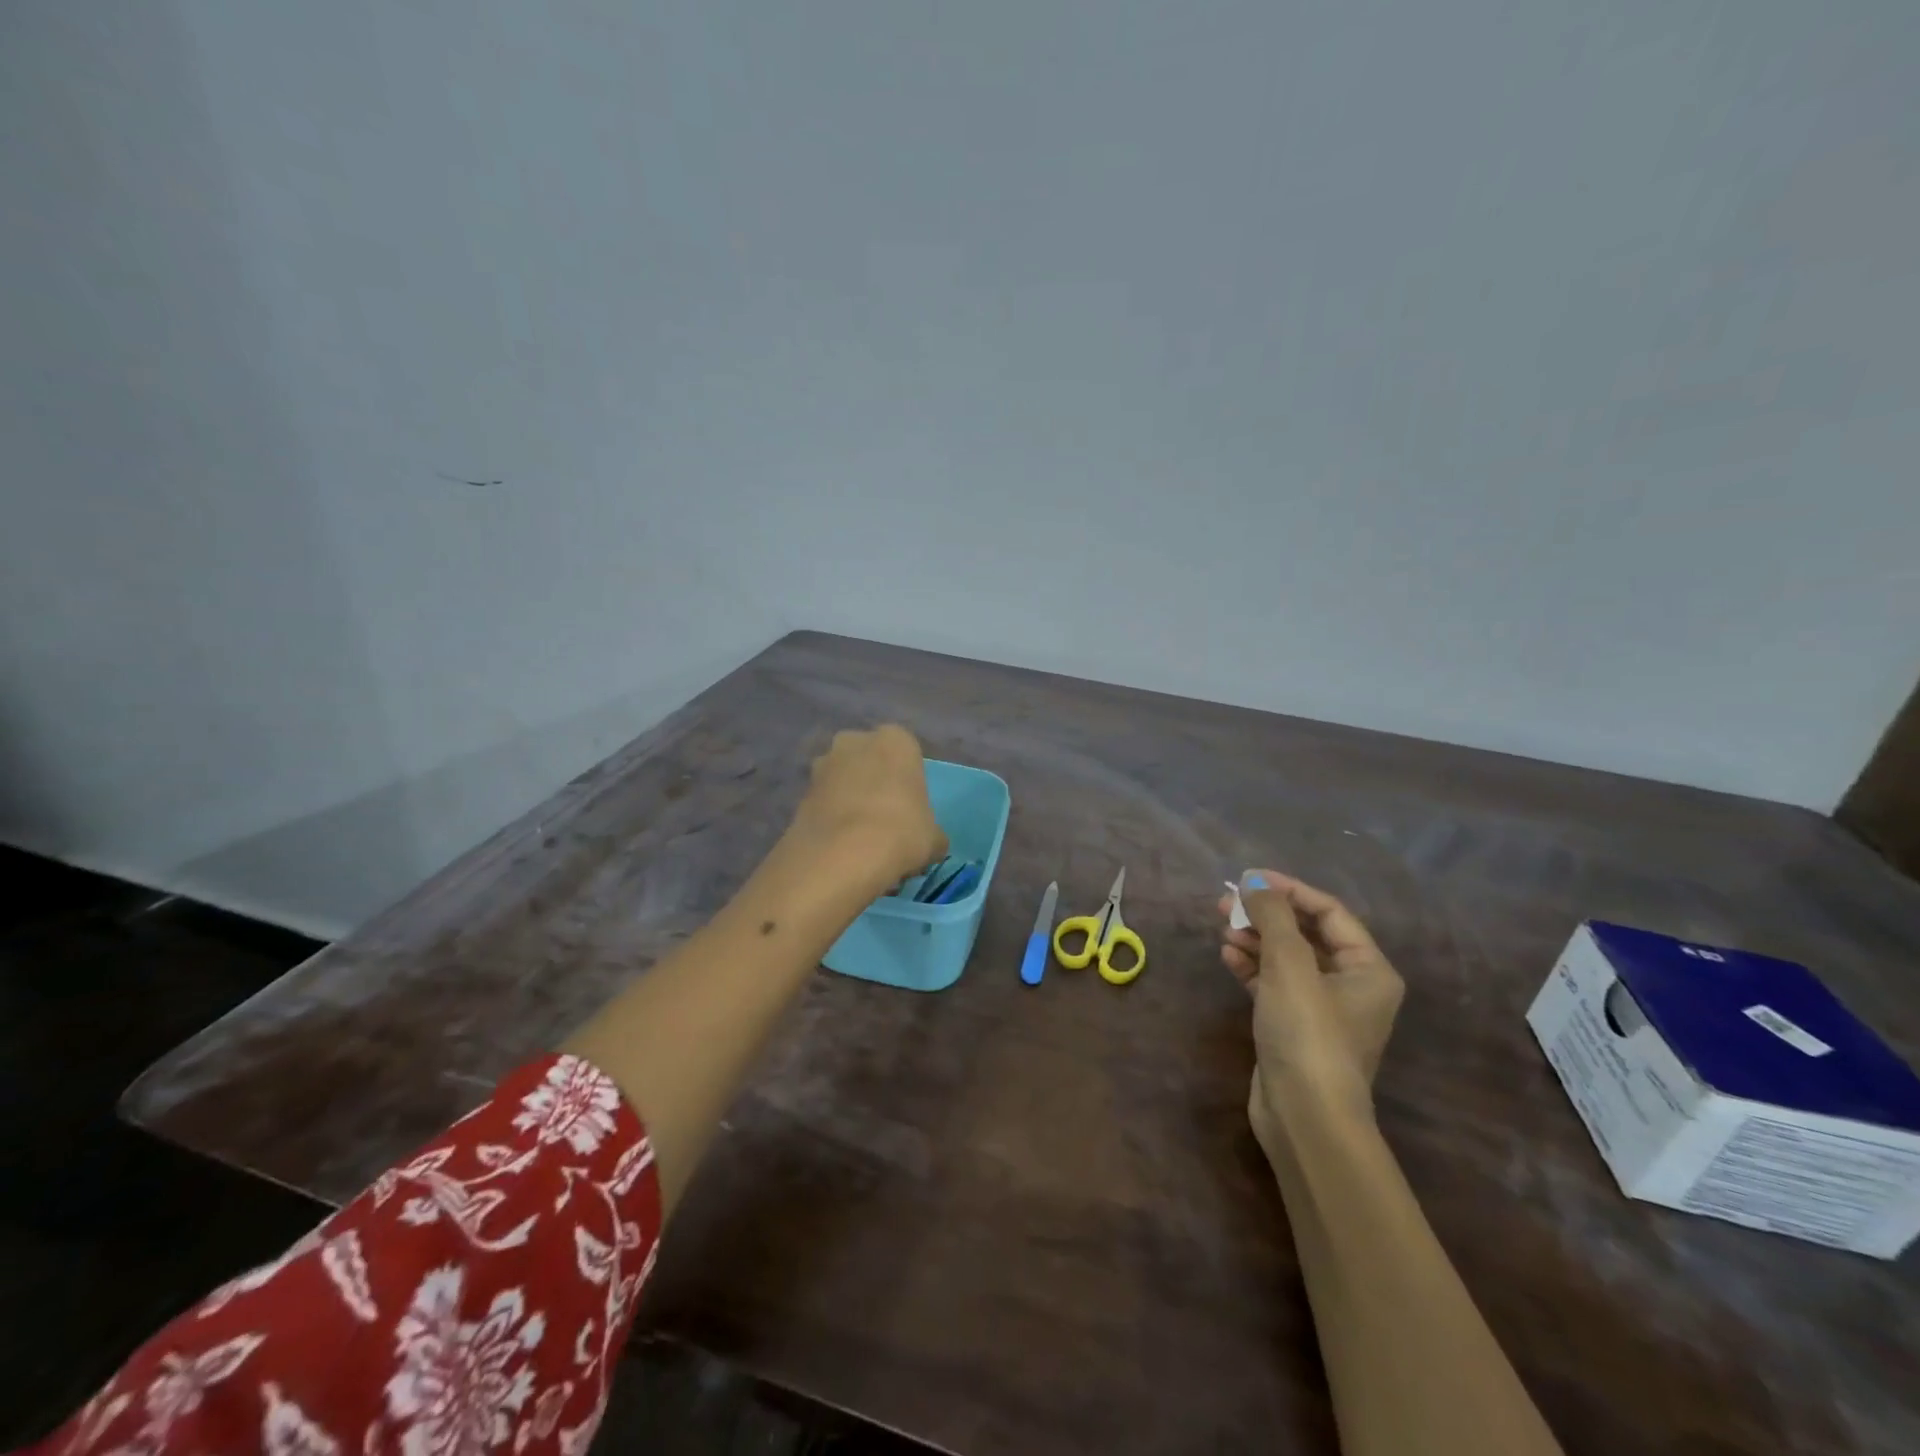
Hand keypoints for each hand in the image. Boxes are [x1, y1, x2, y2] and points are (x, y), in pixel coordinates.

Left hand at [788, 725, 947, 886]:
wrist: (841, 856)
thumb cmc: (901, 832)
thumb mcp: (934, 838)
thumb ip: (932, 832)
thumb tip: (930, 842)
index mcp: (895, 740)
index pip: (906, 753)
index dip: (908, 783)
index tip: (910, 811)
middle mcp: (855, 741)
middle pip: (869, 762)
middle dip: (874, 786)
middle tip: (885, 823)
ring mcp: (822, 765)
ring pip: (843, 781)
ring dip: (849, 802)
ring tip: (860, 842)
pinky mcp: (799, 793)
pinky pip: (824, 804)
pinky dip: (831, 820)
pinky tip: (841, 850)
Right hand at [1218, 871, 1402, 1148]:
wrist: (1305, 1116)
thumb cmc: (1308, 1032)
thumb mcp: (1290, 965)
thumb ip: (1273, 916)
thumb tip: (1254, 881)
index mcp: (1369, 969)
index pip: (1329, 912)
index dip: (1289, 890)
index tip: (1248, 878)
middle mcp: (1352, 986)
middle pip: (1306, 934)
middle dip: (1266, 915)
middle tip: (1225, 902)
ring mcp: (1322, 1009)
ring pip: (1286, 959)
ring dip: (1255, 940)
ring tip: (1222, 928)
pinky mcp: (1295, 1028)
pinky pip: (1274, 984)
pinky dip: (1252, 967)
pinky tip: (1227, 956)